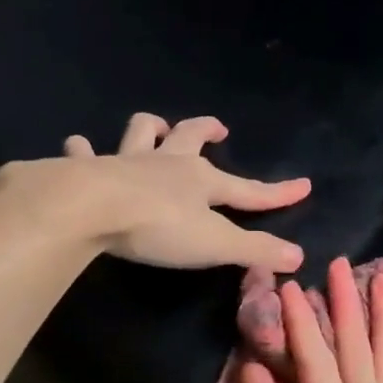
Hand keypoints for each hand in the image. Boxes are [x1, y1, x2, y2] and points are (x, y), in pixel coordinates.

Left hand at [56, 112, 308, 270]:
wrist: (93, 209)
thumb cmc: (159, 227)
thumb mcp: (216, 245)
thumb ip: (256, 250)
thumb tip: (299, 256)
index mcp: (201, 181)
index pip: (248, 189)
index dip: (277, 192)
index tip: (304, 185)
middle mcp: (166, 162)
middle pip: (191, 137)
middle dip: (207, 130)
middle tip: (218, 128)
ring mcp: (125, 161)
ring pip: (141, 132)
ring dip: (151, 127)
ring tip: (156, 126)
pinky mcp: (88, 169)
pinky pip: (84, 152)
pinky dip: (83, 149)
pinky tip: (78, 145)